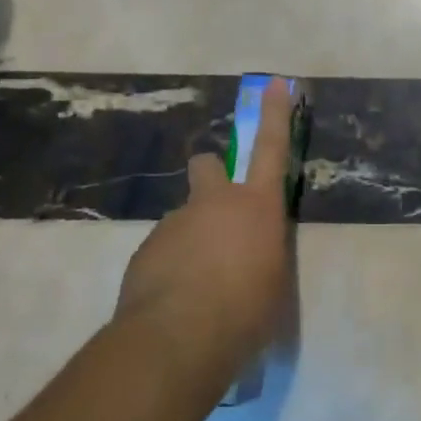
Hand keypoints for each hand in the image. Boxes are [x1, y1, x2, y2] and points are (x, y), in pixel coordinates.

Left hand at [115, 78, 298, 386]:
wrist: (177, 338)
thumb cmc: (247, 311)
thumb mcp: (275, 283)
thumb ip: (264, 256)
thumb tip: (253, 257)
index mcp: (256, 206)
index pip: (272, 147)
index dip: (275, 113)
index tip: (273, 82)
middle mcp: (214, 203)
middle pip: (208, 165)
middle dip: (212, 174)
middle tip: (217, 211)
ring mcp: (174, 224)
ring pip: (184, 217)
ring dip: (192, 238)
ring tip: (197, 286)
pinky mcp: (145, 250)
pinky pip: (163, 250)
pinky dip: (170, 267)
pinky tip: (174, 301)